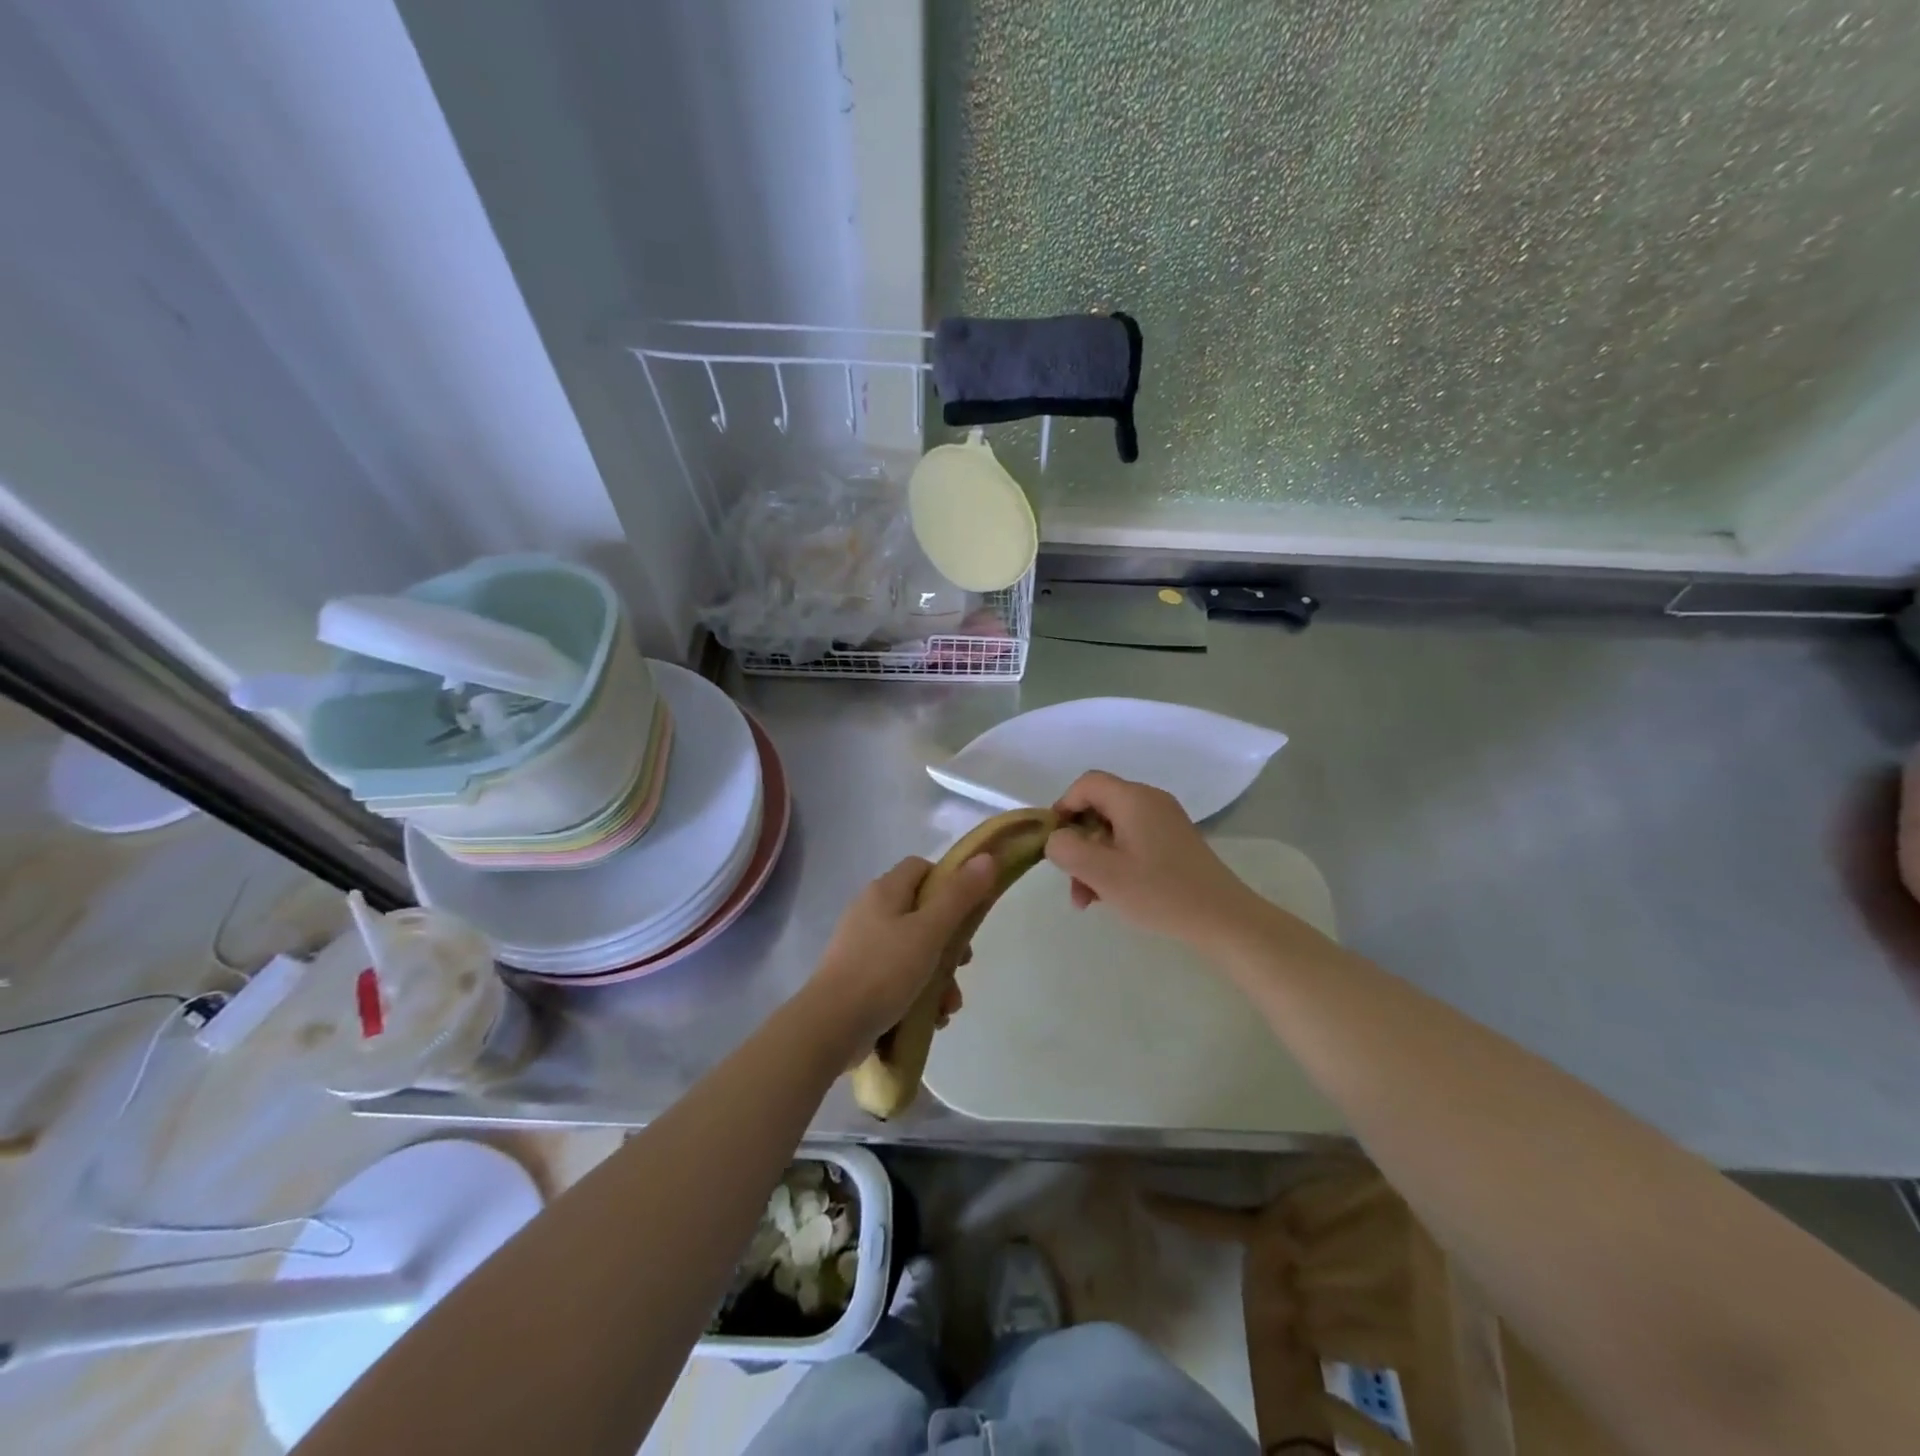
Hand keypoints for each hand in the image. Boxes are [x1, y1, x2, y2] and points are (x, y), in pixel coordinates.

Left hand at [808, 853, 997, 1054]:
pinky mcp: (859, 978)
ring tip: (949, 1006)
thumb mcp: (929, 931)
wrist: (831, 1025)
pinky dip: (918, 993)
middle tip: (963, 964)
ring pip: (913, 950)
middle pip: (922, 913)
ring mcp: (862, 946)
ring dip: (938, 976)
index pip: (921, 868)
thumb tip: (986, 858)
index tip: (968, 910)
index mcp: (884, 891)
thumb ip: (959, 896)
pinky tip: (931, 1019)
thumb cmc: (884, 970)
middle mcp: (870, 912)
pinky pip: (897, 976)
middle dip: (949, 942)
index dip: (948, 882)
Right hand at [1044, 771, 1257, 946]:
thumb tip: (1056, 839)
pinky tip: (1111, 895)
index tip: (1053, 842)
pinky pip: (1132, 842)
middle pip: (1098, 808)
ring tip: (1088, 900)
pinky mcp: (1174, 842)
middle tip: (1070, 881)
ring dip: (1094, 860)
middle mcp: (1150, 801)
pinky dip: (1115, 863)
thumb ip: (1067, 850)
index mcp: (1133, 799)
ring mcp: (1165, 821)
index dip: (1063, 807)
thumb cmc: (1160, 893)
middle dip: (1078, 843)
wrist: (1224, 919)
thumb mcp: (1103, 873)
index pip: (1086, 784)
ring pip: (1113, 830)